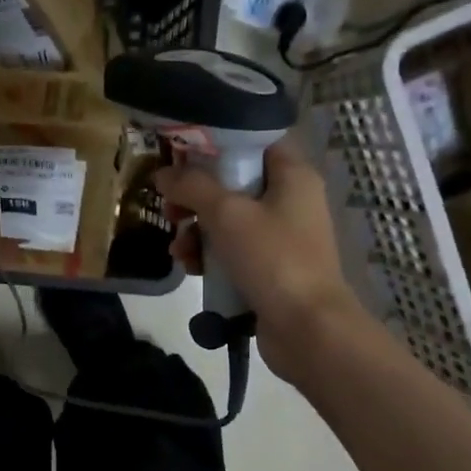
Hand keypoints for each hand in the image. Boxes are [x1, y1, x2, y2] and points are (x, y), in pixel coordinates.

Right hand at [153, 137, 361, 379]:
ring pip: (227, 221)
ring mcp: (280, 237)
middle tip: (170, 210)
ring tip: (178, 249)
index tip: (179, 156)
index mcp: (292, 176)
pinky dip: (209, 255)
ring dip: (196, 231)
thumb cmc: (272, 258)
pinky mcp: (269, 268)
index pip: (253, 142)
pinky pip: (232, 250)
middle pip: (233, 184)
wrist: (307, 327)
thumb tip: (163, 174)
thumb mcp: (227, 214)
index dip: (215, 145)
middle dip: (195, 198)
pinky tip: (191, 267)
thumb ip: (191, 187)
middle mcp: (290, 201)